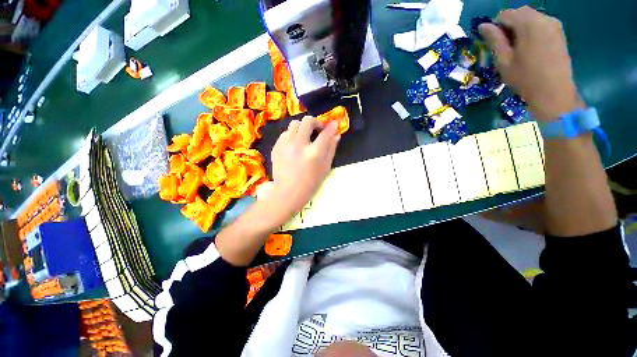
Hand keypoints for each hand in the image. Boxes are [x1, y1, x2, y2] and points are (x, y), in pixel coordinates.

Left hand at [269, 116, 339, 215]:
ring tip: (304, 137)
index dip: (331, 126)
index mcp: (314, 153)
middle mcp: (299, 145)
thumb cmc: (310, 183)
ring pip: (294, 124)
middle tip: (317, 130)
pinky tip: (294, 145)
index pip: (325, 133)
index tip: (334, 123)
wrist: (288, 193)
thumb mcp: (325, 168)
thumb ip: (331, 149)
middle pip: (307, 121)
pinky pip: (285, 133)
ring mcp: (286, 145)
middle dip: (315, 122)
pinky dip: (292, 135)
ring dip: (302, 127)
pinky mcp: (276, 147)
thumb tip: (336, 134)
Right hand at [479, 6, 584, 120]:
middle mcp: (543, 18)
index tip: (494, 43)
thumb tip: (483, 26)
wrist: (554, 92)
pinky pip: (541, 23)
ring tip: (517, 48)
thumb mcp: (504, 61)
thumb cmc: (525, 78)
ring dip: (520, 28)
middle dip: (509, 25)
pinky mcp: (559, 32)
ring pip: (531, 17)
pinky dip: (531, 30)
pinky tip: (530, 47)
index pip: (505, 14)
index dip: (496, 26)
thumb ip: (494, 40)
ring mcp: (554, 25)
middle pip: (520, 12)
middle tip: (505, 46)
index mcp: (529, 24)